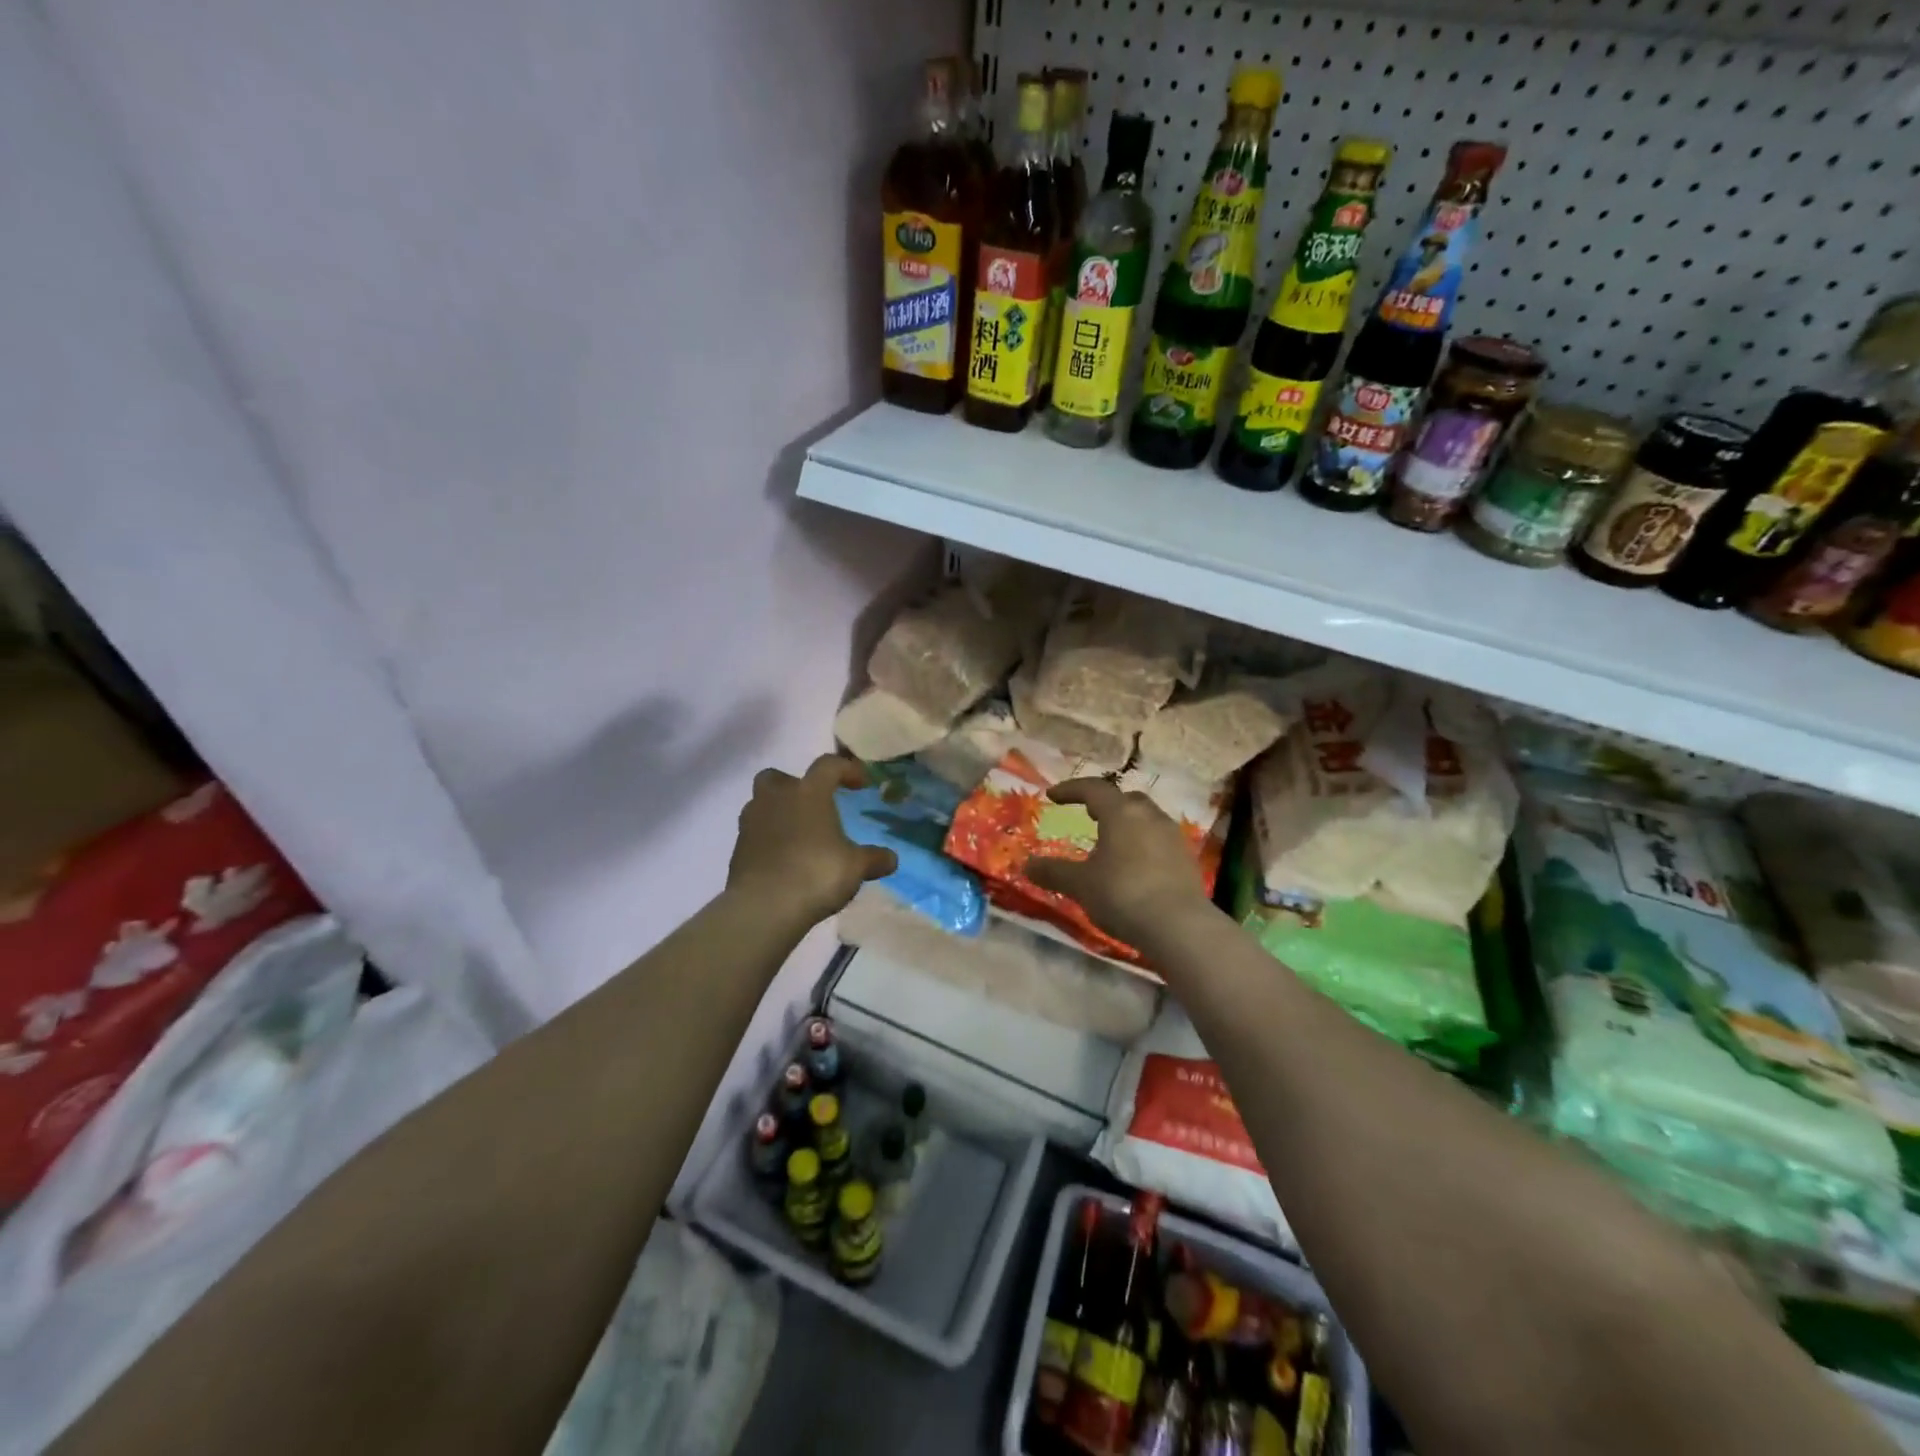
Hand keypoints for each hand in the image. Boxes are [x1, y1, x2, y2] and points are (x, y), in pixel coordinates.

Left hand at [727, 754, 896, 925]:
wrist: (764, 907)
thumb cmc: (816, 874)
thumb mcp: (855, 867)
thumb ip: (873, 859)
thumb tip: (891, 859)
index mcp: (808, 793)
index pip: (828, 765)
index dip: (846, 769)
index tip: (860, 784)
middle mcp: (776, 798)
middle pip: (778, 777)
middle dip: (794, 785)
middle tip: (812, 805)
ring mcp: (752, 823)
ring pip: (761, 804)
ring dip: (778, 813)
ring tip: (798, 835)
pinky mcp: (738, 849)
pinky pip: (755, 834)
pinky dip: (768, 840)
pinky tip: (783, 860)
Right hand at [1025, 778, 1213, 948]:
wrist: (1179, 926)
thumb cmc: (1123, 894)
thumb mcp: (1081, 885)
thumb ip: (1053, 872)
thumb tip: (1025, 865)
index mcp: (1121, 813)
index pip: (1093, 789)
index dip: (1070, 789)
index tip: (1052, 795)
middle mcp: (1150, 816)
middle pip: (1125, 799)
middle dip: (1105, 804)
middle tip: (1088, 814)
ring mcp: (1173, 836)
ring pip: (1146, 819)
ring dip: (1126, 824)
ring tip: (1111, 842)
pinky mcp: (1187, 859)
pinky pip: (1159, 840)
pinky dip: (1142, 844)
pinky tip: (1134, 865)